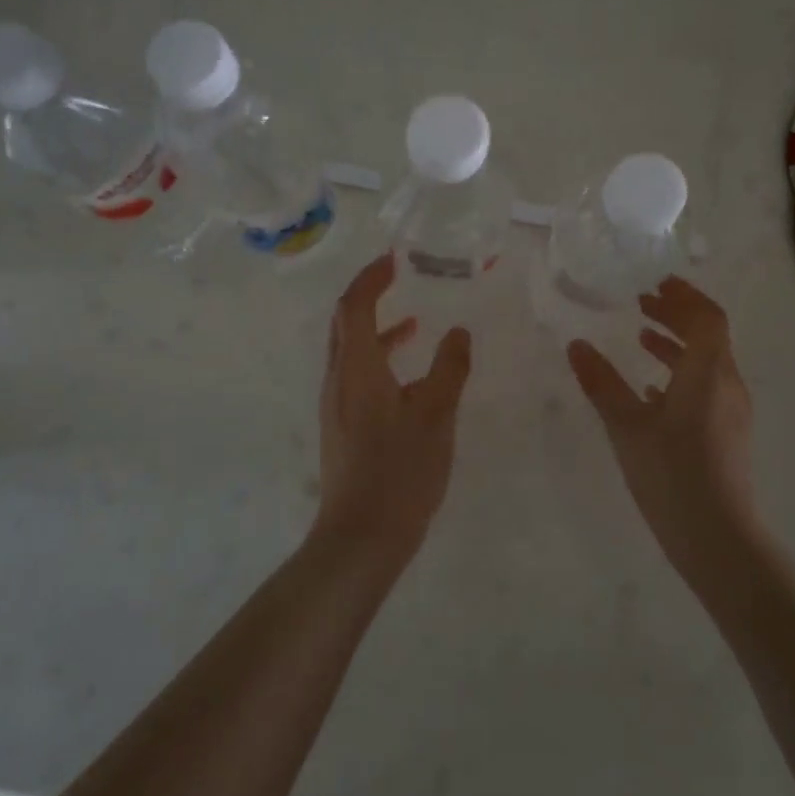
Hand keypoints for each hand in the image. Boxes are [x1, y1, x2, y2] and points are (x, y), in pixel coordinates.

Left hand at [315, 254, 472, 563]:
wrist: (361, 536)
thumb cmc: (400, 470)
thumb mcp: (436, 415)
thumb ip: (450, 368)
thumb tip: (459, 332)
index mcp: (356, 367)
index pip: (354, 305)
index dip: (371, 278)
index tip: (394, 259)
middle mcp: (338, 379)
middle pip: (345, 323)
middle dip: (368, 295)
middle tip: (398, 278)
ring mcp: (336, 405)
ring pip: (350, 352)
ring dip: (376, 330)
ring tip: (414, 323)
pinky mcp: (342, 427)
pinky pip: (356, 376)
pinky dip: (379, 360)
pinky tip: (409, 378)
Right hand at [567, 276, 757, 581]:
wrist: (717, 538)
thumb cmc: (671, 474)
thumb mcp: (626, 425)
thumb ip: (602, 382)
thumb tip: (576, 344)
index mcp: (709, 372)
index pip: (707, 317)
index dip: (684, 295)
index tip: (655, 283)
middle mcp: (727, 384)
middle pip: (709, 335)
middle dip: (678, 315)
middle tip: (643, 303)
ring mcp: (731, 411)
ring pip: (707, 363)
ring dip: (677, 344)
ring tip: (642, 338)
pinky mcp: (726, 434)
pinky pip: (705, 388)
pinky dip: (680, 374)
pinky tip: (652, 389)